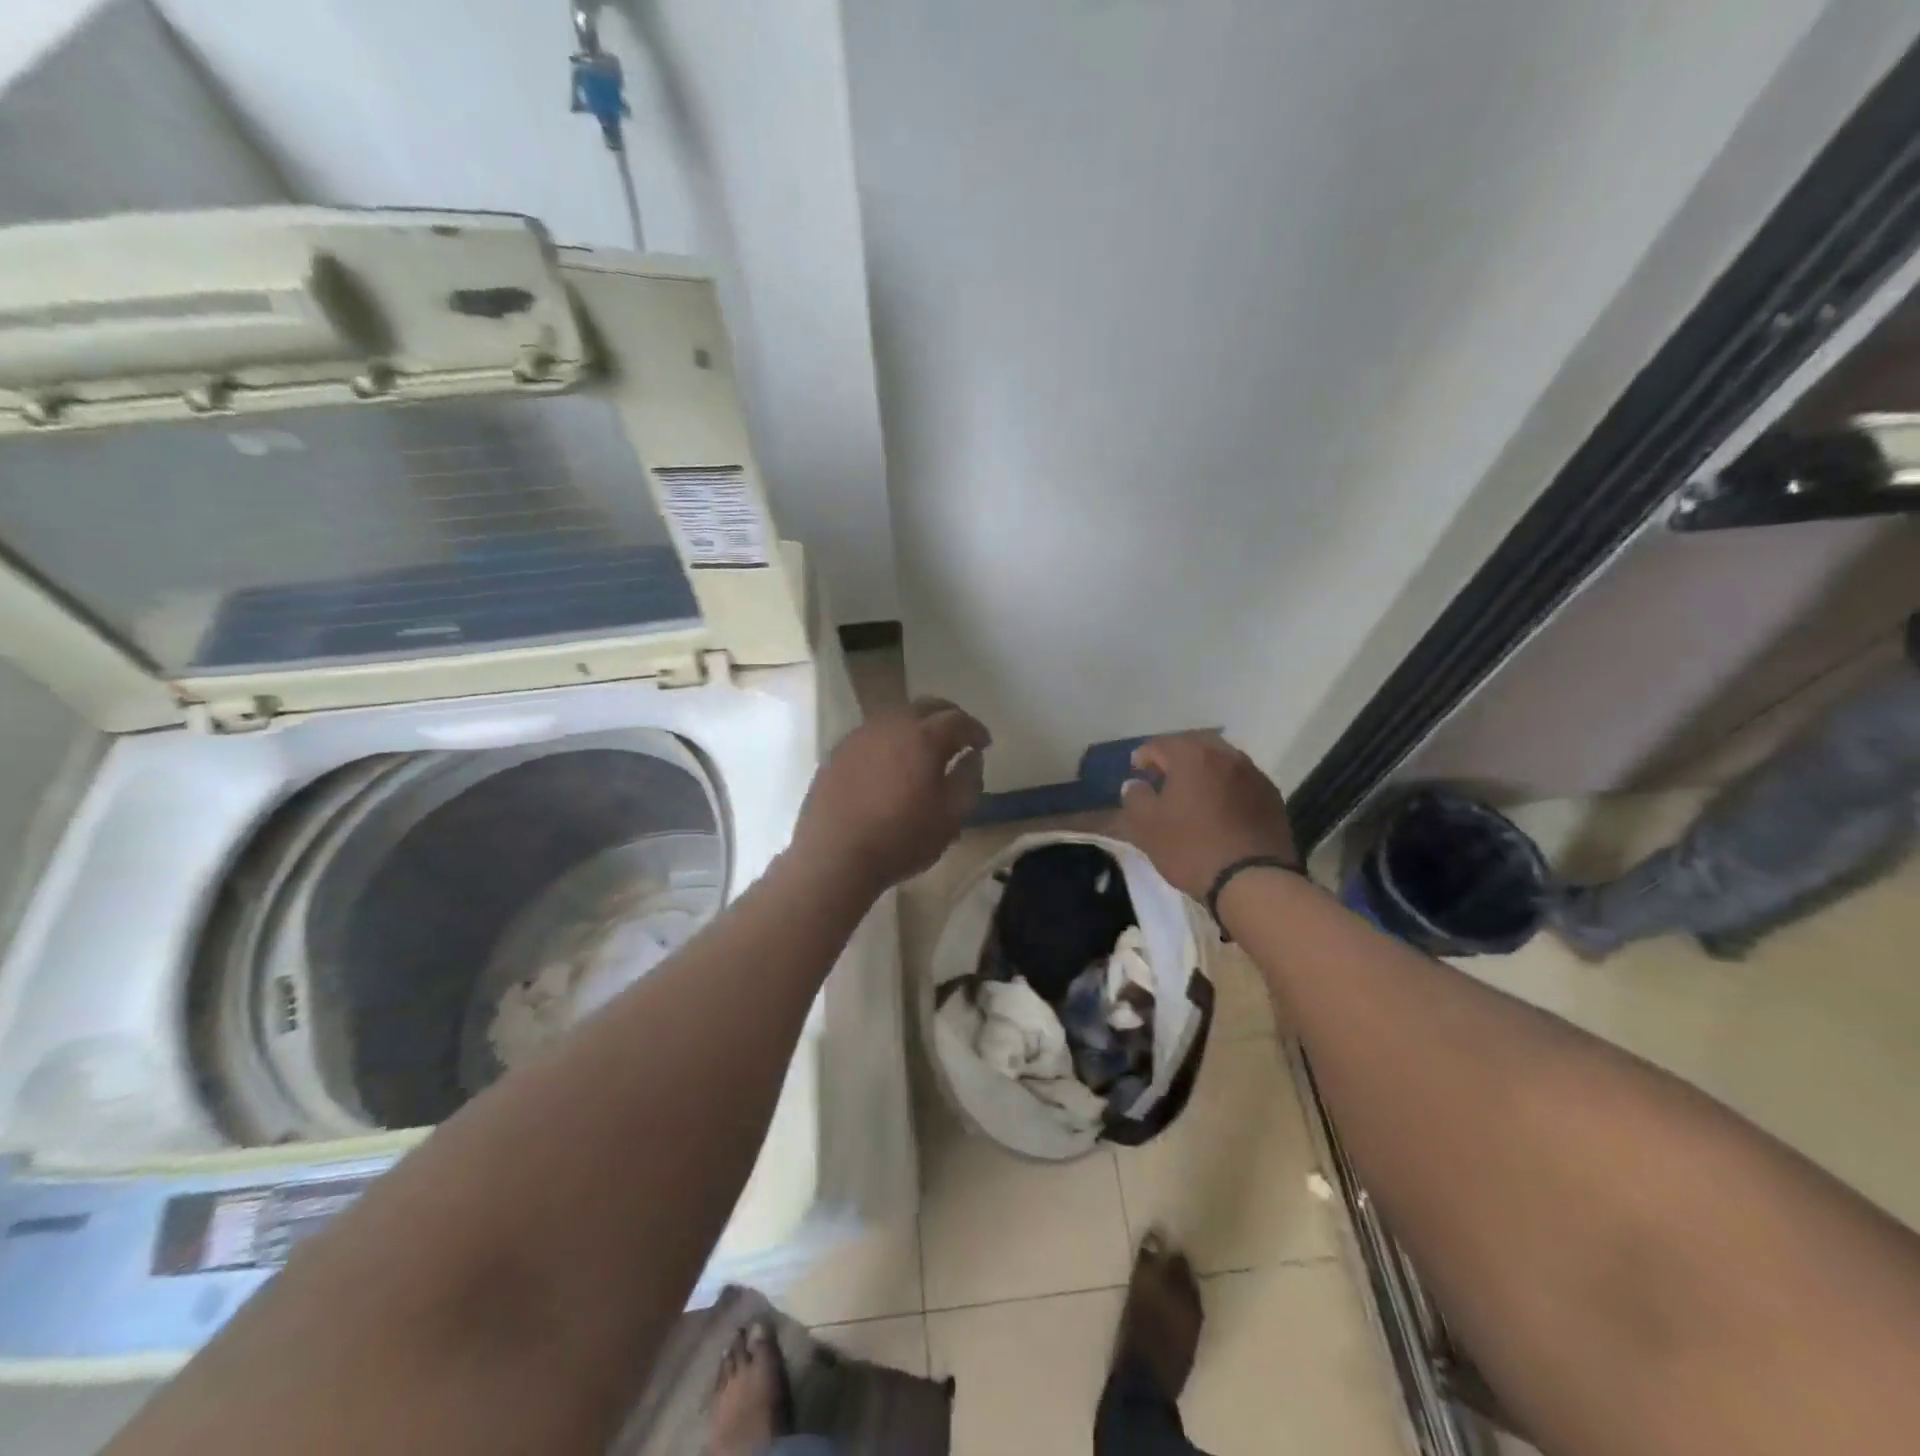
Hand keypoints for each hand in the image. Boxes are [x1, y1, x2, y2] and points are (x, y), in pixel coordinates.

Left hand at [793, 697, 991, 891]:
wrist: (833, 857)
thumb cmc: (900, 839)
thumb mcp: (950, 818)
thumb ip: (968, 781)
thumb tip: (973, 757)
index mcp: (923, 737)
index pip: (958, 720)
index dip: (975, 730)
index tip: (984, 744)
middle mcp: (891, 725)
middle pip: (926, 706)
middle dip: (948, 717)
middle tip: (959, 736)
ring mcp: (860, 735)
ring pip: (896, 716)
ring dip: (916, 725)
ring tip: (924, 748)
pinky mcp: (838, 751)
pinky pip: (872, 734)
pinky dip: (890, 740)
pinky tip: (890, 763)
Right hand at [1118, 732, 1298, 900]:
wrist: (1253, 882)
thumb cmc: (1191, 848)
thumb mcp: (1146, 827)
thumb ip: (1135, 799)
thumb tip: (1135, 785)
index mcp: (1193, 756)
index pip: (1160, 744)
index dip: (1144, 756)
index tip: (1136, 773)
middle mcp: (1226, 755)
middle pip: (1195, 745)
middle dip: (1176, 757)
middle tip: (1163, 777)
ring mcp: (1254, 775)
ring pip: (1222, 761)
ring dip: (1204, 770)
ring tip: (1192, 793)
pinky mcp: (1272, 797)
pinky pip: (1241, 781)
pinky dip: (1226, 787)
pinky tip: (1220, 809)